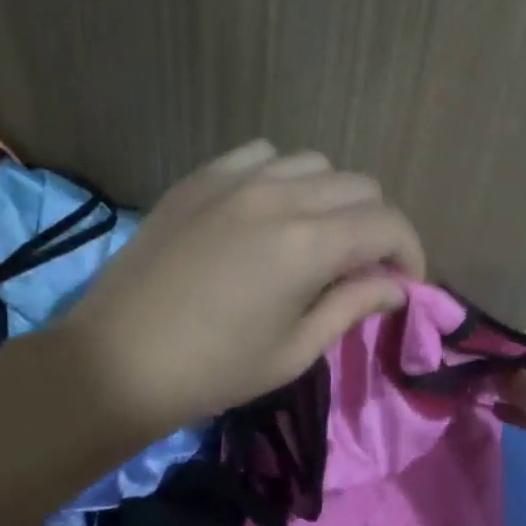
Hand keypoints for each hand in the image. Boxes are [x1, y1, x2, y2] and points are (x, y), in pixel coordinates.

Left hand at [57, 140, 423, 435]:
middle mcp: (279, 196)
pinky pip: (261, 154)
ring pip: (314, 162)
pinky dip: (282, 175)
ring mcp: (234, 179)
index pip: (388, 224)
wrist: (115, 361)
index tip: (403, 284)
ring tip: (314, 236)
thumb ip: (352, 306)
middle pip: (359, 185)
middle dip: (375, 226)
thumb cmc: (212, 371)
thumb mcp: (294, 350)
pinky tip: (268, 210)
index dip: (410, 252)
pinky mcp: (200, 178)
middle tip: (361, 268)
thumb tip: (396, 286)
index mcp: (308, 244)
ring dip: (331, 198)